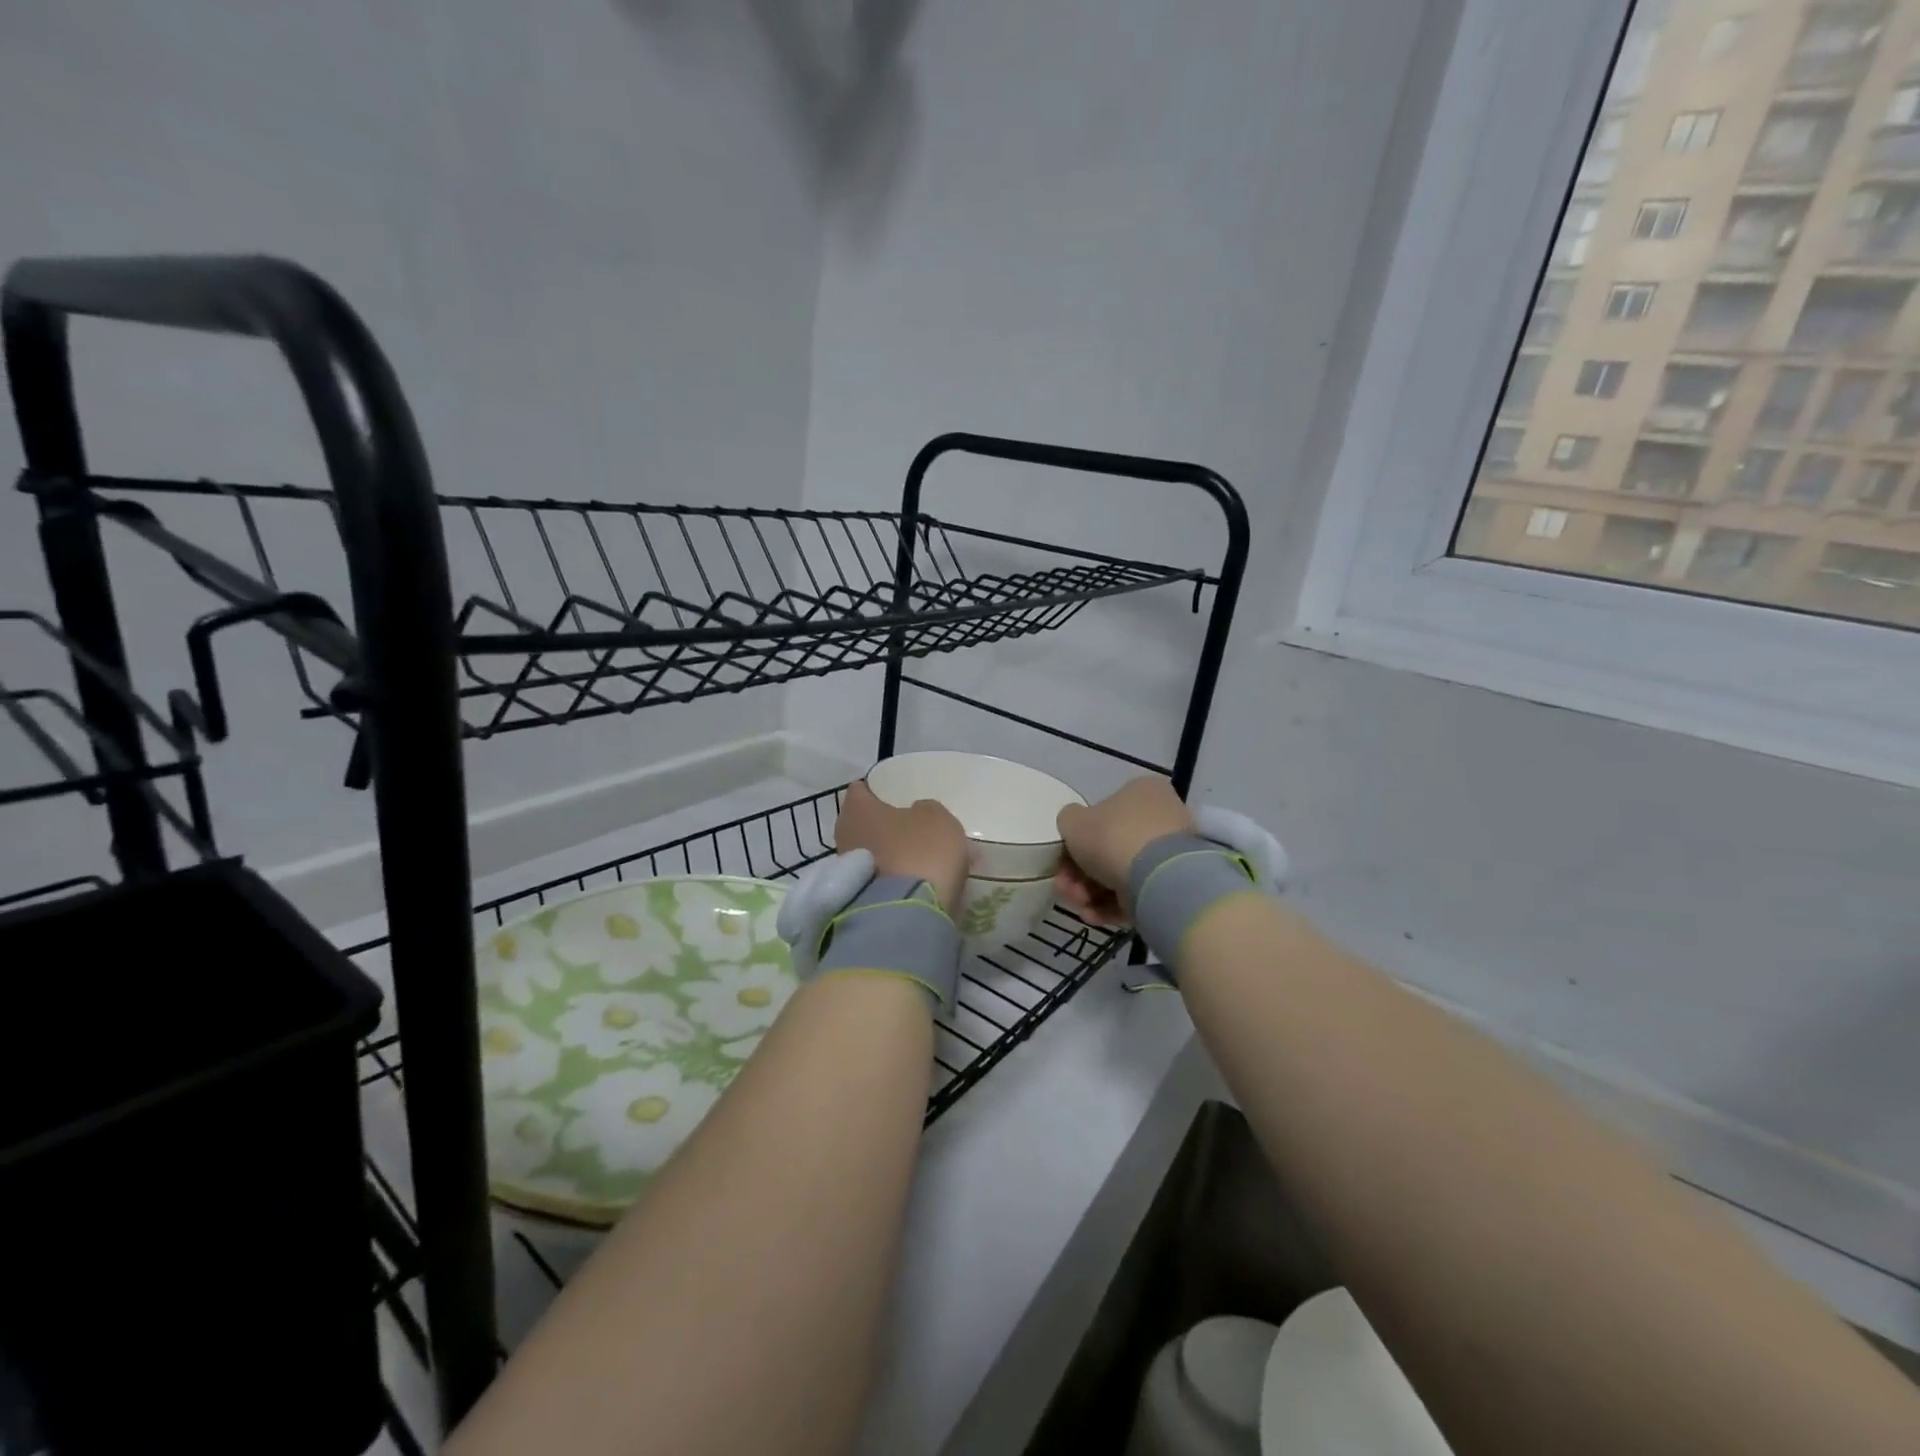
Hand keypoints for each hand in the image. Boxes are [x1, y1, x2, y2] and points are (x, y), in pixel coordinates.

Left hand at [834, 780, 970, 917]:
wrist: (907, 915)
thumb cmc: (920, 852)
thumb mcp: (937, 818)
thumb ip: (925, 810)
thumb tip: (915, 814)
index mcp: (858, 809)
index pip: (860, 790)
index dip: (876, 790)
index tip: (892, 794)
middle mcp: (844, 836)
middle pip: (865, 824)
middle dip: (885, 826)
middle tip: (911, 828)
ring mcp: (847, 872)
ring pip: (873, 853)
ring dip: (891, 854)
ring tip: (921, 860)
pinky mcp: (855, 899)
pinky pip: (879, 879)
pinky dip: (894, 878)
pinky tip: (916, 882)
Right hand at [1054, 777, 1194, 925]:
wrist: (1157, 878)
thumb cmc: (1112, 837)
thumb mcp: (1073, 821)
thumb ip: (1069, 820)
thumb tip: (1076, 827)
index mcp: (1141, 792)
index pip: (1103, 814)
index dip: (1076, 839)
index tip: (1061, 860)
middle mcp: (1161, 817)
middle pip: (1109, 847)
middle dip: (1079, 873)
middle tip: (1065, 887)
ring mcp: (1170, 854)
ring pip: (1120, 873)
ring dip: (1091, 892)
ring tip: (1080, 906)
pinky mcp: (1174, 885)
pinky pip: (1137, 893)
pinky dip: (1113, 906)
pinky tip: (1095, 916)